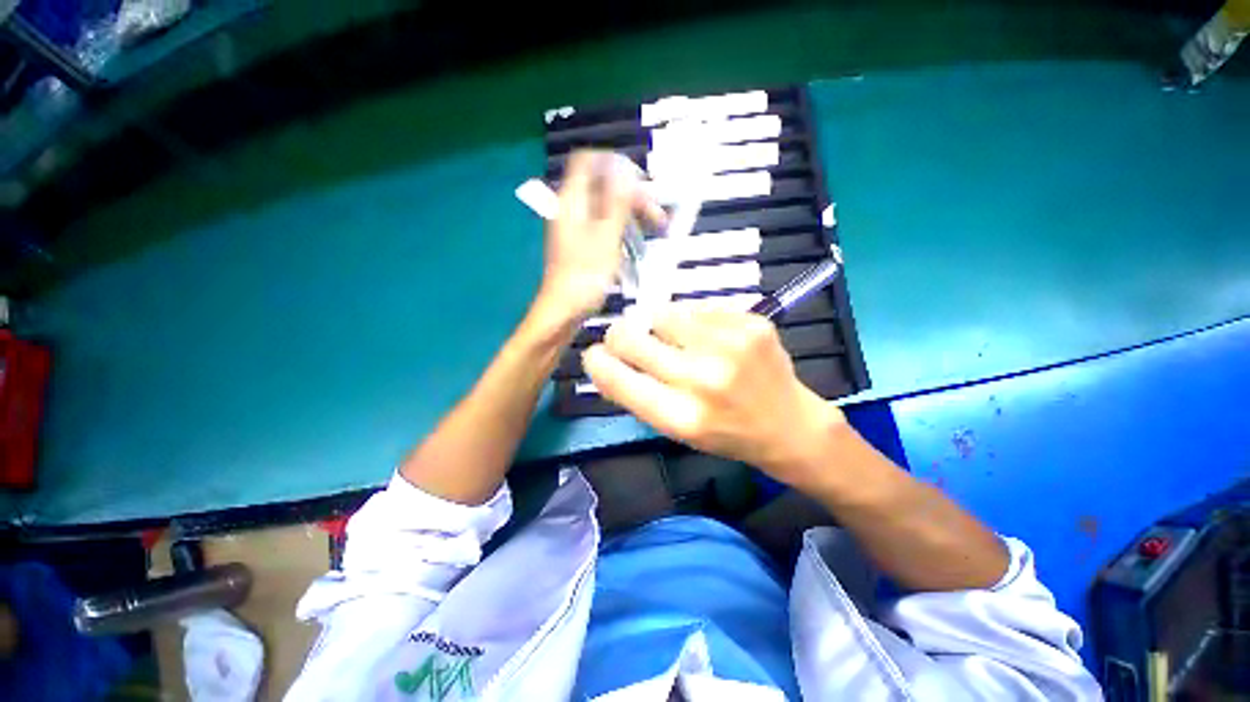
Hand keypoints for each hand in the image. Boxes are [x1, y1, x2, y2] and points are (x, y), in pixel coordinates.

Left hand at [531, 150, 664, 330]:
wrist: (563, 311)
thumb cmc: (585, 277)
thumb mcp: (606, 238)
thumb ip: (617, 203)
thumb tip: (625, 169)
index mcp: (571, 200)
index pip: (590, 161)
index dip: (617, 165)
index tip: (642, 183)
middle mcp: (571, 208)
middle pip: (603, 186)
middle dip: (632, 195)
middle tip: (658, 217)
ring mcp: (575, 227)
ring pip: (606, 208)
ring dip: (631, 214)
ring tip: (656, 230)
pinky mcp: (581, 244)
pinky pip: (603, 226)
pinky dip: (622, 229)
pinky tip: (637, 245)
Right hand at [582, 302, 847, 489]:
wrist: (788, 425)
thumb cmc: (726, 433)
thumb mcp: (677, 430)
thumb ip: (638, 396)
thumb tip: (605, 362)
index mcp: (681, 416)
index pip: (618, 378)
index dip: (598, 362)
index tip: (594, 354)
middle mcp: (703, 379)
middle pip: (633, 337)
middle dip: (620, 336)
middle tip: (626, 337)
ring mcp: (730, 345)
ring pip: (663, 313)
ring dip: (661, 326)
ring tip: (679, 340)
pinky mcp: (751, 322)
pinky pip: (699, 309)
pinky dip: (695, 322)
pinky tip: (712, 339)